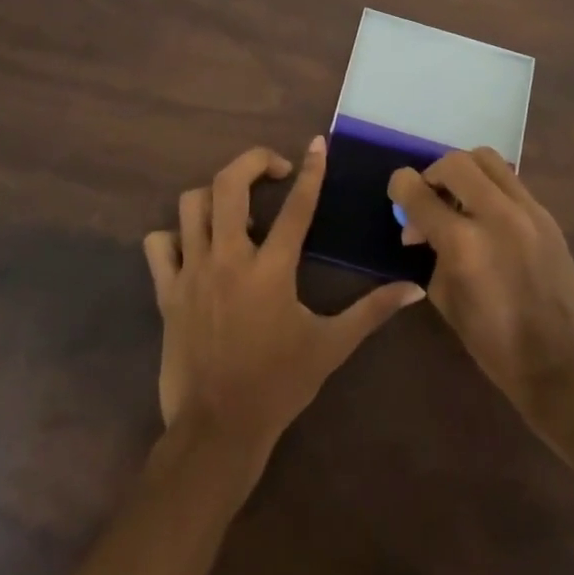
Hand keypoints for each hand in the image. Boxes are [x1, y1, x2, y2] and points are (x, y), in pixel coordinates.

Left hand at [143, 140, 424, 481]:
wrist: (217, 431)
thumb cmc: (278, 385)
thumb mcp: (331, 346)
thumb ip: (372, 311)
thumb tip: (415, 289)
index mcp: (271, 270)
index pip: (296, 206)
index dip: (311, 170)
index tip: (317, 143)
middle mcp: (228, 259)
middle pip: (228, 185)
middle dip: (252, 162)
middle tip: (274, 170)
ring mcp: (192, 273)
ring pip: (190, 205)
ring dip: (214, 197)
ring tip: (237, 213)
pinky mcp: (166, 293)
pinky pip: (158, 245)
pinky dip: (173, 236)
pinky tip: (195, 247)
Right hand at [389, 148, 573, 430]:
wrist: (565, 361)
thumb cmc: (496, 344)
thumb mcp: (447, 301)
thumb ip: (431, 254)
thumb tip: (420, 230)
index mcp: (463, 243)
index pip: (418, 192)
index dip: (400, 187)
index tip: (398, 193)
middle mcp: (495, 214)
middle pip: (454, 162)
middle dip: (433, 175)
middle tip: (430, 200)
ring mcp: (526, 210)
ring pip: (487, 159)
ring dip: (464, 172)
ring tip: (460, 201)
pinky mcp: (546, 215)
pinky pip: (510, 181)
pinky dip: (490, 187)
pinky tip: (487, 216)